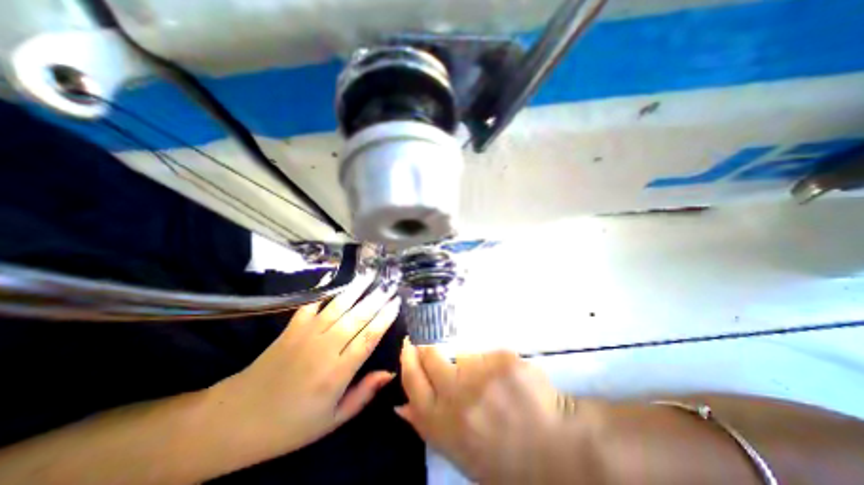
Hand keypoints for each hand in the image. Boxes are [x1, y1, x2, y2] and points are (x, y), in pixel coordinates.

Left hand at [211, 275, 399, 455]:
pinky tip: (335, 279)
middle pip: (357, 317)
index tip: (397, 303)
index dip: (385, 318)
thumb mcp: (333, 420)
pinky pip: (311, 304)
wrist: (237, 420)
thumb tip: (389, 372)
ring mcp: (306, 334)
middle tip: (390, 285)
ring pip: (338, 306)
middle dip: (377, 299)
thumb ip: (363, 394)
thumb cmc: (291, 424)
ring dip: (356, 289)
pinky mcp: (291, 328)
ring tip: (370, 276)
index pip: (369, 338)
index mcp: (337, 372)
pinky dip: (323, 290)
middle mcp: (325, 348)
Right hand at [397, 343, 605, 482]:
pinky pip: (489, 353)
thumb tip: (400, 406)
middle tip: (435, 343)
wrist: (555, 450)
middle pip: (431, 356)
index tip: (408, 343)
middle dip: (429, 346)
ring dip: (472, 364)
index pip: (413, 381)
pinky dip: (495, 364)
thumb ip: (427, 426)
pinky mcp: (503, 360)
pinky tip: (509, 384)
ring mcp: (482, 375)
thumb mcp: (459, 453)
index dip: (408, 358)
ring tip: (491, 383)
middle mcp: (457, 396)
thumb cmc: (503, 457)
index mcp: (443, 423)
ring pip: (463, 354)